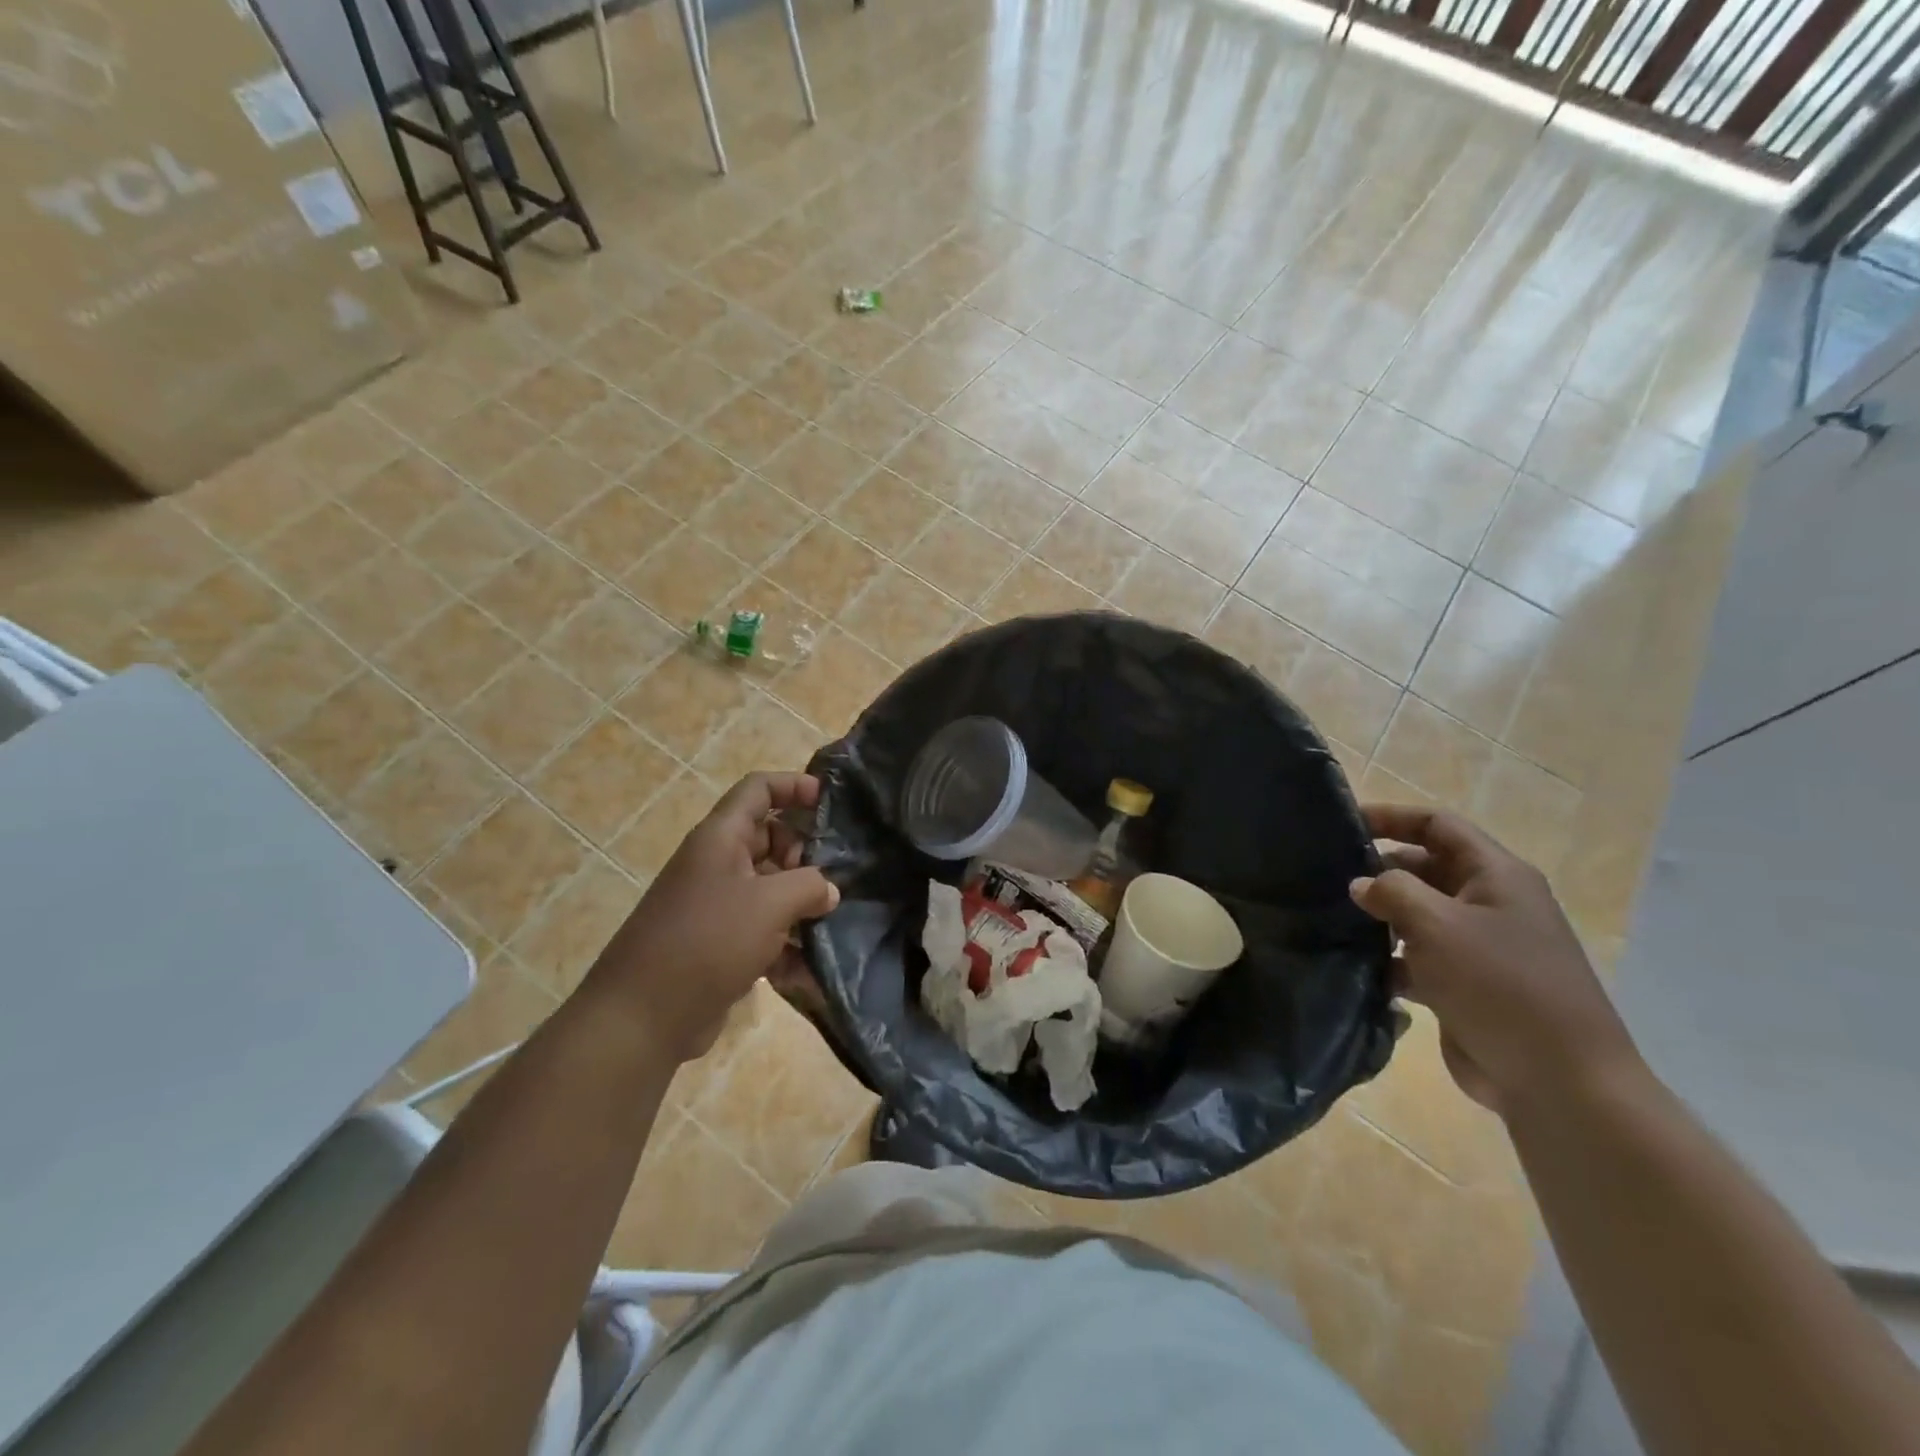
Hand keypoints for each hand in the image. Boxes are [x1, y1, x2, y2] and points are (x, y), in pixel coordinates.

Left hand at [588, 772, 838, 1062]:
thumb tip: (828, 891)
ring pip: (769, 887)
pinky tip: (810, 970)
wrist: (643, 1016)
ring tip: (831, 923)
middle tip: (832, 876)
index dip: (793, 785)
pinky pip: (761, 930)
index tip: (828, 800)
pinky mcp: (719, 944)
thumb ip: (809, 886)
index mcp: (721, 838)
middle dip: (804, 854)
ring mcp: (717, 905)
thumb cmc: (708, 941)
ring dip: (800, 903)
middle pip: (769, 838)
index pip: (758, 789)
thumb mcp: (770, 904)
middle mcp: (717, 864)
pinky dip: (786, 944)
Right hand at [1349, 804, 1640, 1119]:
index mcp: (1496, 876)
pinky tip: (1357, 967)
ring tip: (1333, 921)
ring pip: (1418, 915)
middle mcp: (1490, 904)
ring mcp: (1480, 947)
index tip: (1344, 823)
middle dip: (1380, 870)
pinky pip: (1418, 958)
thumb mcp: (1438, 925)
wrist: (1558, 1081)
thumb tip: (1362, 885)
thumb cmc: (1500, 984)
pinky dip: (1390, 958)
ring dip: (1381, 917)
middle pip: (1425, 868)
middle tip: (1328, 879)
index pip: (1438, 825)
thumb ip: (1392, 892)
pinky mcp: (1466, 985)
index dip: (1392, 816)